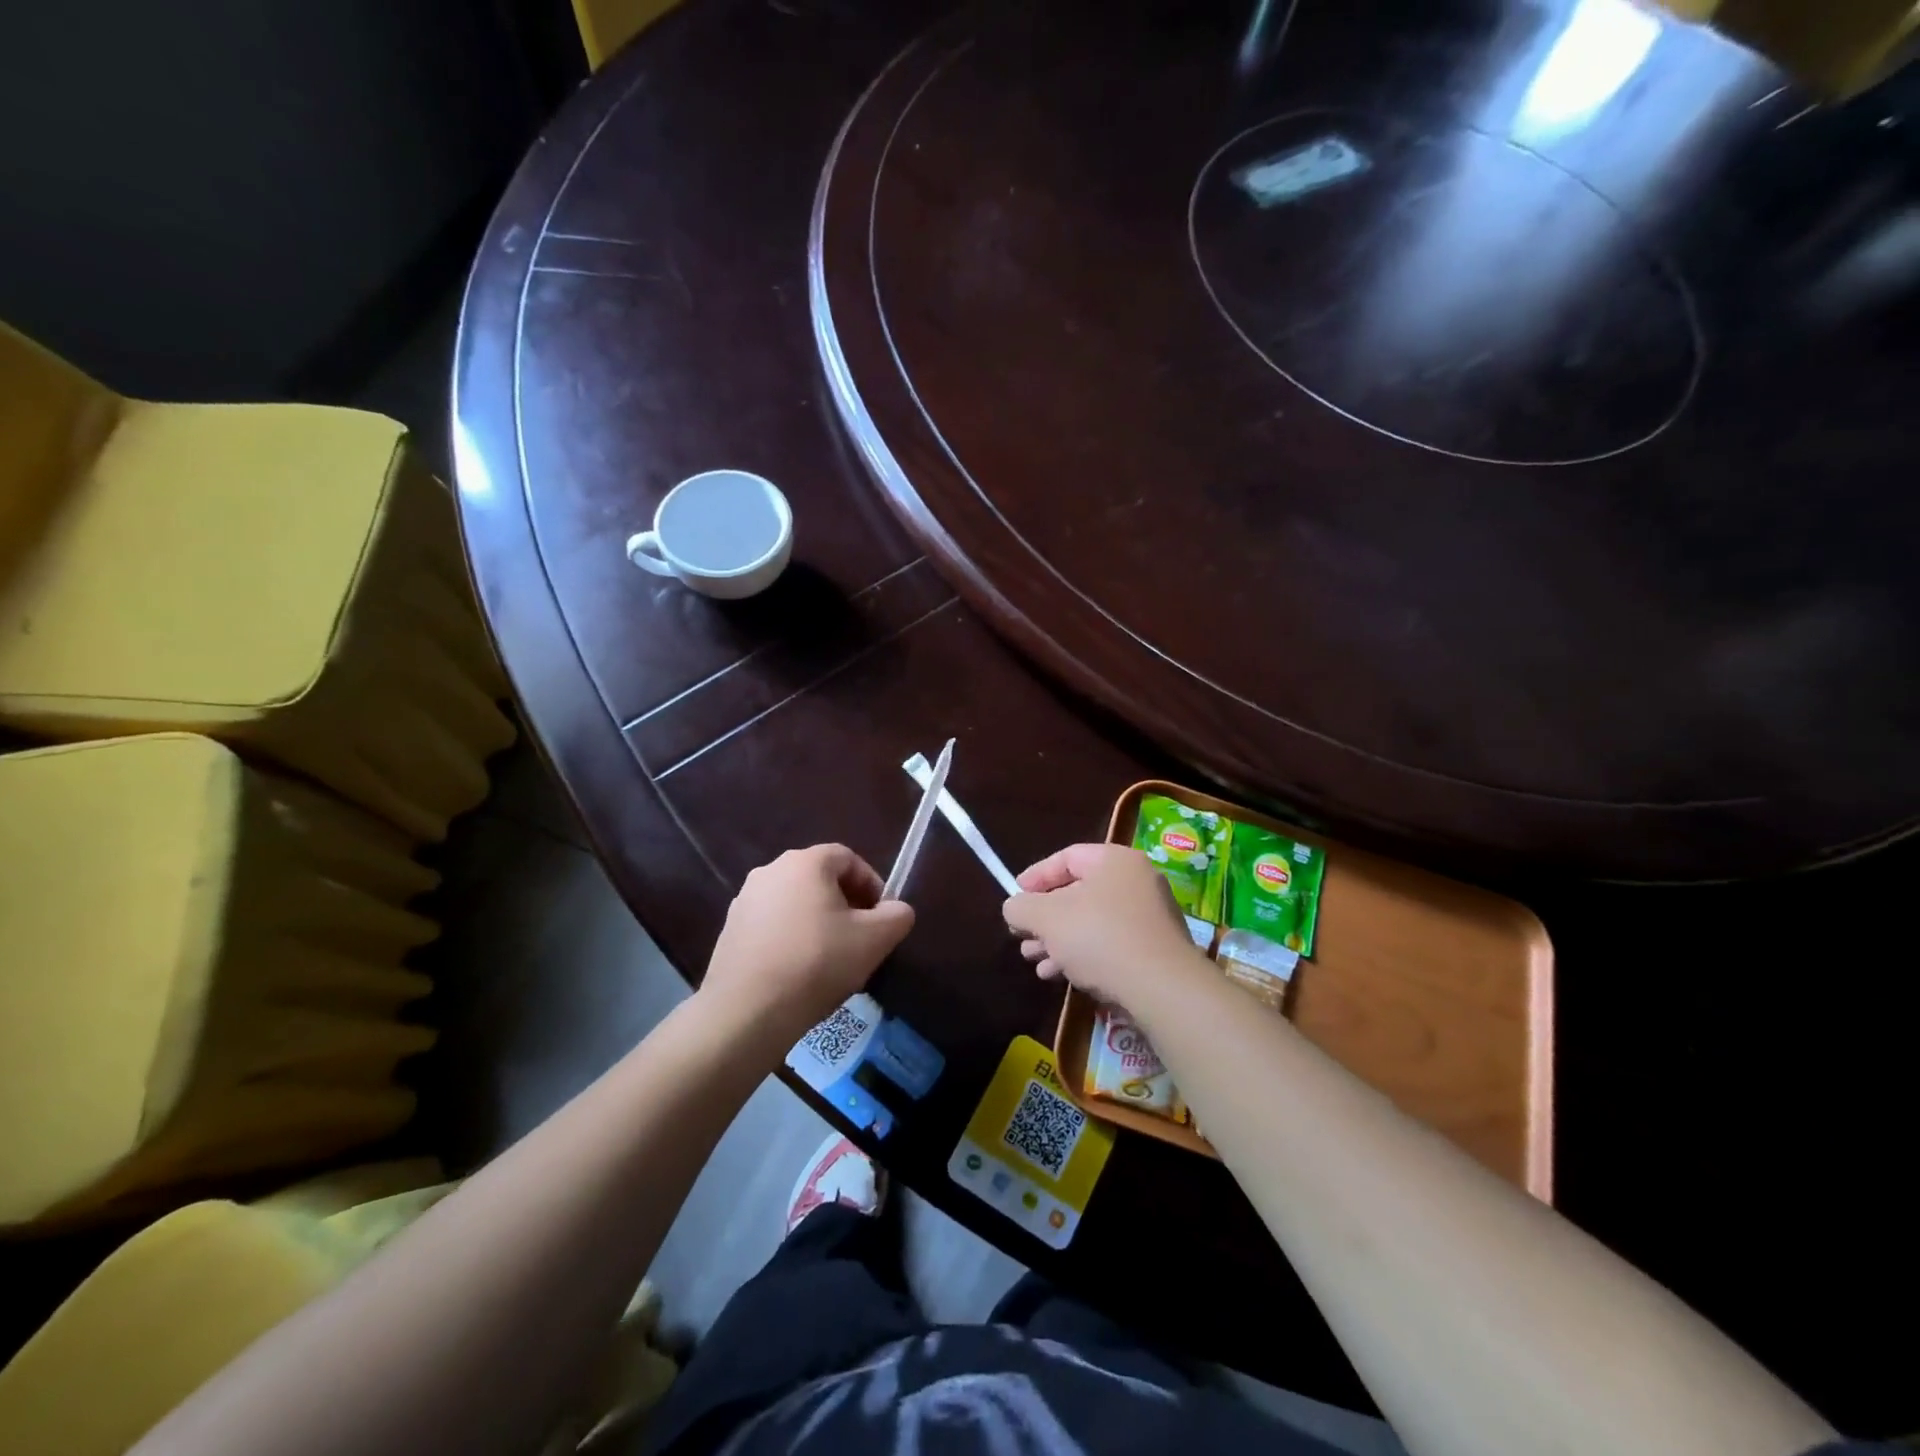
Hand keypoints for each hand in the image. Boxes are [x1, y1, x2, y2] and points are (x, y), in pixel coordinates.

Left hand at [701, 844, 914, 1041]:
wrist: (747, 1010)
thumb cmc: (817, 962)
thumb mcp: (875, 939)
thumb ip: (897, 916)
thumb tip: (896, 910)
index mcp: (805, 862)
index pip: (848, 858)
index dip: (871, 884)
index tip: (881, 917)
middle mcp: (770, 870)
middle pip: (820, 878)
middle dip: (845, 903)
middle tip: (860, 937)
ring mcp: (744, 900)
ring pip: (795, 902)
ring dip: (817, 921)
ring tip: (830, 958)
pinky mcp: (729, 930)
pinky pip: (772, 924)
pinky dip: (790, 938)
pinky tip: (799, 971)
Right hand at [1001, 843, 1205, 1006]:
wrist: (1161, 988)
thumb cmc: (1099, 937)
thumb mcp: (1046, 917)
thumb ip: (1021, 907)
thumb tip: (1014, 907)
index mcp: (1114, 860)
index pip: (1067, 857)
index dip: (1035, 876)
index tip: (1015, 896)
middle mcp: (1137, 881)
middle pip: (1078, 892)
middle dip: (1045, 917)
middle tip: (1022, 935)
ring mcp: (1150, 917)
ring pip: (1093, 921)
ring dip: (1059, 940)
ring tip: (1035, 960)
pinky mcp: (1155, 950)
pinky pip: (1111, 943)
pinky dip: (1083, 954)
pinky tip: (1060, 975)